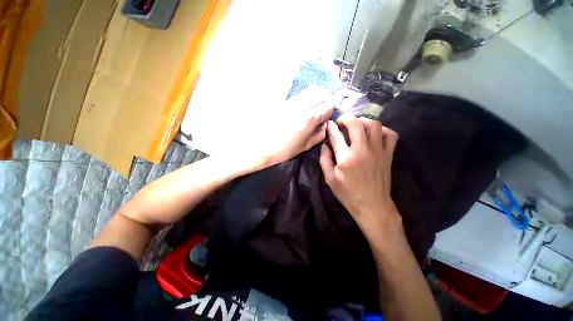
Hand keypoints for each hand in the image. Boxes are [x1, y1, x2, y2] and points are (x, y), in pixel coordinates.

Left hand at [237, 88, 334, 171]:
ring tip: (319, 102)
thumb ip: (319, 135)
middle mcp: (302, 106)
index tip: (333, 112)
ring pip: (310, 90)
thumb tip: (325, 125)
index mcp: (310, 118)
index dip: (333, 108)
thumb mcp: (305, 146)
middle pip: (321, 93)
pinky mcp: (283, 101)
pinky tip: (307, 104)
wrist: (259, 145)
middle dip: (328, 98)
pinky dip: (308, 96)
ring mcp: (292, 102)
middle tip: (328, 105)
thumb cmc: (283, 150)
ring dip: (319, 94)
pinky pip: (300, 94)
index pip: (328, 106)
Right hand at [319, 116, 398, 228]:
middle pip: (356, 124)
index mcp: (346, 158)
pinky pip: (391, 135)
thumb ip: (325, 160)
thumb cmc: (348, 194)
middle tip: (341, 121)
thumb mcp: (330, 179)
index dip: (331, 127)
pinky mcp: (389, 155)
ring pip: (374, 125)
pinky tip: (375, 133)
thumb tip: (324, 145)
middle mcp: (363, 150)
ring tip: (357, 125)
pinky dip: (383, 130)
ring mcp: (378, 151)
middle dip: (346, 118)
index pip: (336, 136)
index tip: (329, 124)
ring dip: (363, 121)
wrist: (372, 205)